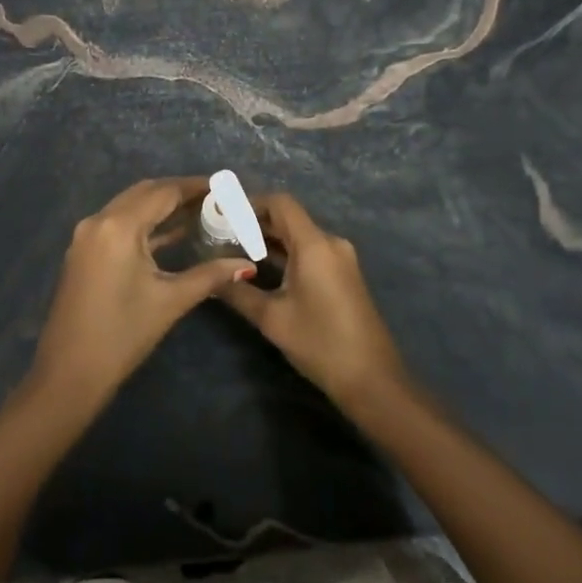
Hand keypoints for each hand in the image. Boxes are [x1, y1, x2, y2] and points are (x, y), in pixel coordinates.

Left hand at [29, 178, 254, 410]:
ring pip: (130, 206)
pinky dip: (145, 223)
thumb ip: (210, 275)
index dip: (196, 186)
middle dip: (180, 192)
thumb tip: (246, 265)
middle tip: (216, 199)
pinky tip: (171, 234)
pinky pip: (119, 224)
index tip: (225, 186)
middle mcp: (98, 220)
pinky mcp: (83, 252)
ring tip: (200, 212)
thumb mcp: (170, 301)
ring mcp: (86, 236)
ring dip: (161, 206)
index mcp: (118, 226)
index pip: (164, 192)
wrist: (68, 375)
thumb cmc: (122, 335)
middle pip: (145, 193)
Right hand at [220, 192, 407, 408]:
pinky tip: (261, 270)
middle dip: (255, 223)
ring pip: (299, 236)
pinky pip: (310, 252)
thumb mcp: (272, 318)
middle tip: (220, 234)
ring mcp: (340, 259)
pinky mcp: (343, 275)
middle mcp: (330, 243)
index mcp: (315, 244)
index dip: (250, 203)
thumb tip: (209, 278)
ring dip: (269, 240)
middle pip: (289, 218)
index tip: (223, 214)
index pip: (280, 203)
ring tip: (233, 251)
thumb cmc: (320, 343)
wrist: (372, 380)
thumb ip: (238, 292)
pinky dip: (285, 254)